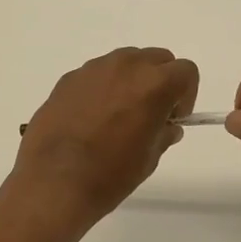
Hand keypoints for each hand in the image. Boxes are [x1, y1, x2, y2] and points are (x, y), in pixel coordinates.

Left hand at [12, 47, 199, 227]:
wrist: (54, 182)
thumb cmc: (110, 174)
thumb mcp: (149, 158)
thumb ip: (163, 133)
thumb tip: (167, 126)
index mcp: (154, 83)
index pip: (186, 71)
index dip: (186, 95)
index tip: (173, 118)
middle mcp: (125, 66)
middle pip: (157, 59)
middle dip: (161, 81)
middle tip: (150, 113)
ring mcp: (94, 69)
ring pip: (125, 62)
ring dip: (131, 81)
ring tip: (118, 115)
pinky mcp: (69, 78)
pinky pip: (97, 74)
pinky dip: (103, 88)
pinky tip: (90, 119)